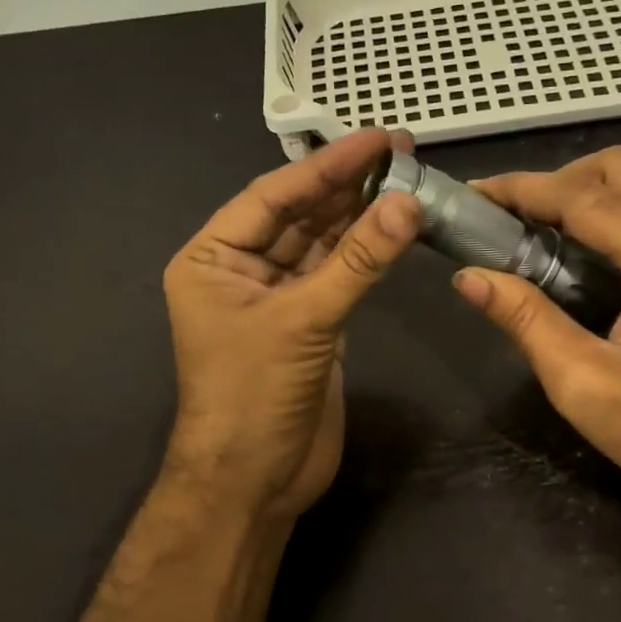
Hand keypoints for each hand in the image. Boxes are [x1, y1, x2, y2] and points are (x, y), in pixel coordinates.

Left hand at [162, 129, 419, 523]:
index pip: (273, 196)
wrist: (254, 481)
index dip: (326, 166)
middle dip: (346, 186)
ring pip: (322, 246)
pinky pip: (339, 278)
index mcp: (213, 259)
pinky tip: (395, 230)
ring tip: (407, 182)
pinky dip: (366, 257)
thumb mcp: (302, 322)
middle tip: (402, 152)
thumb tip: (407, 204)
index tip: (378, 140)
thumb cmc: (255, 396)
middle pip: (299, 216)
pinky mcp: (309, 326)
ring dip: (360, 218)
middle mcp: (241, 271)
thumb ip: (357, 262)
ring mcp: (277, 299)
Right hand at [455, 147, 620, 523]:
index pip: (588, 198)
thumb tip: (468, 277)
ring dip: (581, 189)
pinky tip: (571, 243)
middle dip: (555, 179)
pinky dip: (606, 209)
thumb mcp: (581, 384)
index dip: (524, 190)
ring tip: (529, 224)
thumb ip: (525, 320)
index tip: (474, 193)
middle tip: (507, 213)